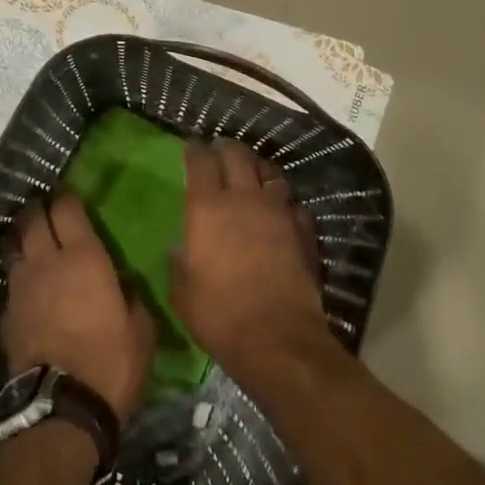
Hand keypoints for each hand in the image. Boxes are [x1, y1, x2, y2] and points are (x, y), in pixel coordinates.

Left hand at [1, 193, 155, 422]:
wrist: (62, 408)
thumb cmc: (111, 363)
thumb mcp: (140, 329)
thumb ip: (130, 297)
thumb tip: (122, 284)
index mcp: (83, 258)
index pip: (66, 209)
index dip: (66, 197)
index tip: (70, 195)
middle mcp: (46, 262)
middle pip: (32, 219)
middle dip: (38, 209)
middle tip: (46, 209)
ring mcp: (20, 287)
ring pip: (13, 246)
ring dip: (21, 238)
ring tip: (30, 241)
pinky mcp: (5, 313)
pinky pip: (10, 281)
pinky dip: (18, 276)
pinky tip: (27, 287)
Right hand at [171, 139, 327, 376]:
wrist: (277, 338)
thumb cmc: (218, 314)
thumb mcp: (182, 291)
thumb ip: (180, 261)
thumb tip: (182, 247)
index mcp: (207, 209)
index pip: (200, 163)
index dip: (194, 151)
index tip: (191, 146)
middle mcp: (244, 200)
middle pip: (238, 156)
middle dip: (227, 148)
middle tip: (220, 150)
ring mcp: (279, 212)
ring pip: (271, 173)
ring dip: (259, 168)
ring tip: (252, 171)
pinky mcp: (304, 230)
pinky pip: (293, 203)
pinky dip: (284, 201)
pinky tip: (280, 209)